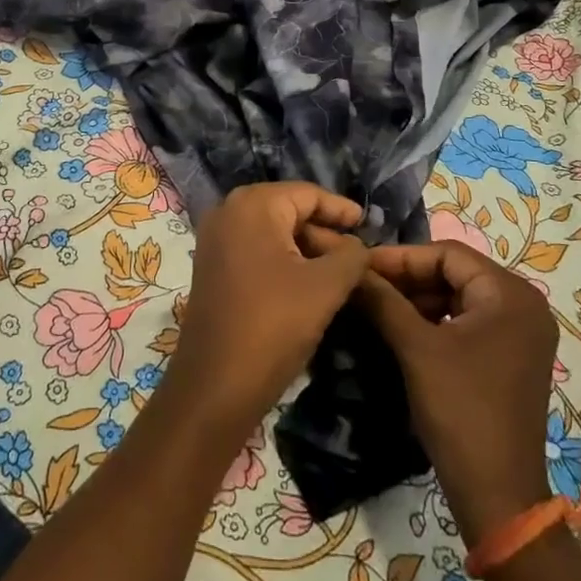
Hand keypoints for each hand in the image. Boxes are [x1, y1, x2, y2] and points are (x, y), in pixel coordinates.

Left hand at [166, 183, 369, 439]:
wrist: (215, 386)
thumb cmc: (273, 326)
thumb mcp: (325, 287)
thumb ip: (351, 256)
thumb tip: (358, 246)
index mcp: (253, 204)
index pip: (307, 194)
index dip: (340, 209)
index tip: (368, 222)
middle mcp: (228, 211)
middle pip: (288, 210)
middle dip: (324, 232)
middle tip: (358, 255)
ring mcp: (215, 240)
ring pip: (273, 232)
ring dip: (306, 249)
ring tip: (341, 272)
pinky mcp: (212, 267)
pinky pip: (256, 250)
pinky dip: (284, 261)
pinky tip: (308, 284)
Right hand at [358, 242, 559, 546]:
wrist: (499, 496)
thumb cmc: (461, 410)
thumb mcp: (416, 349)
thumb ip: (383, 300)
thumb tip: (351, 269)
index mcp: (510, 294)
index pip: (448, 254)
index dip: (401, 258)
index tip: (361, 265)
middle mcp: (524, 305)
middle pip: (456, 273)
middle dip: (408, 278)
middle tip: (366, 285)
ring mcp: (521, 333)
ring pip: (460, 297)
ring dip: (419, 299)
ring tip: (378, 305)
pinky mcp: (512, 357)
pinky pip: (469, 321)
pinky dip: (437, 321)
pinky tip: (404, 329)